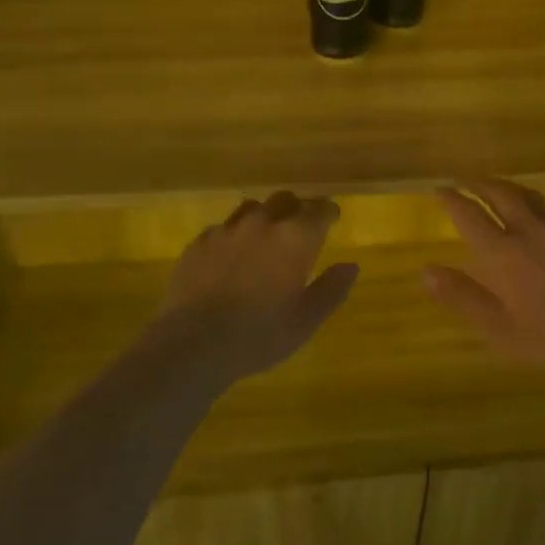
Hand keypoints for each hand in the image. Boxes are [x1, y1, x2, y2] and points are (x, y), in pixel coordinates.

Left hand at [149, 191, 358, 383]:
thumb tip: (351, 266)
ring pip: (252, 208)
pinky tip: (231, 255)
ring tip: (265, 236)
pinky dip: (234, 235)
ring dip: (264, 216)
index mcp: (295, 238)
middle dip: (297, 208)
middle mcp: (262, 223)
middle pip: (285, 199)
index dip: (328, 212)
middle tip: (300, 227)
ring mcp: (227, 230)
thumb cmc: (260, 334)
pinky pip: (222, 228)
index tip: (332, 218)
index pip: (319, 210)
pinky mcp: (198, 243)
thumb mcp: (306, 320)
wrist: (193, 344)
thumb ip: (332, 289)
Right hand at [422, 179, 544, 379]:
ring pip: (530, 197)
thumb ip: (462, 296)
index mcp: (502, 252)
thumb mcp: (497, 327)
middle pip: (501, 194)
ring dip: (510, 188)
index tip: (440, 189)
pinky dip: (539, 209)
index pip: (470, 215)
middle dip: (480, 183)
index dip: (452, 199)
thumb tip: (426, 271)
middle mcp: (529, 231)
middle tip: (467, 179)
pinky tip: (542, 218)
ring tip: (500, 188)